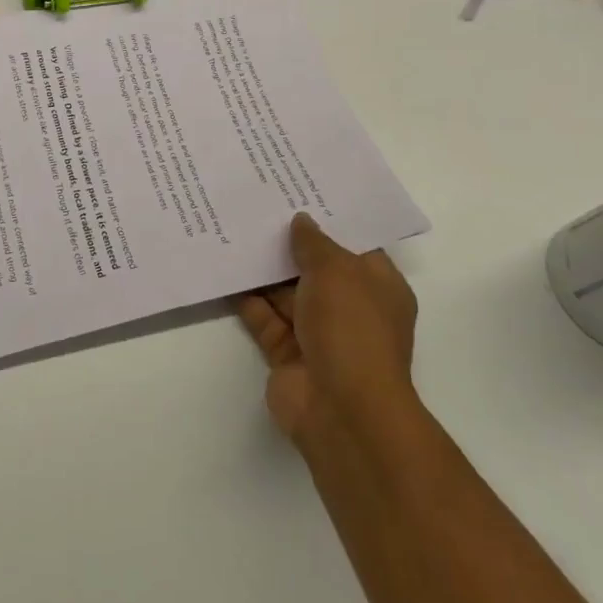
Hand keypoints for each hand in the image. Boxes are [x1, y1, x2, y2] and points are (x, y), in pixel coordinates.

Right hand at [237, 213, 417, 452]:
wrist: (341, 409)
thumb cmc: (351, 329)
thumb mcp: (337, 271)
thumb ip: (314, 243)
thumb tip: (301, 221)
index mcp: (377, 287)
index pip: (353, 245)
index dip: (327, 220)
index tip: (297, 192)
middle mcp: (350, 308)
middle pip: (315, 267)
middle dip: (288, 243)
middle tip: (255, 206)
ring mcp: (318, 333)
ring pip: (285, 292)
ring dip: (263, 269)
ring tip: (233, 230)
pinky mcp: (287, 353)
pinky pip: (264, 317)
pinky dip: (246, 299)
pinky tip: (224, 269)